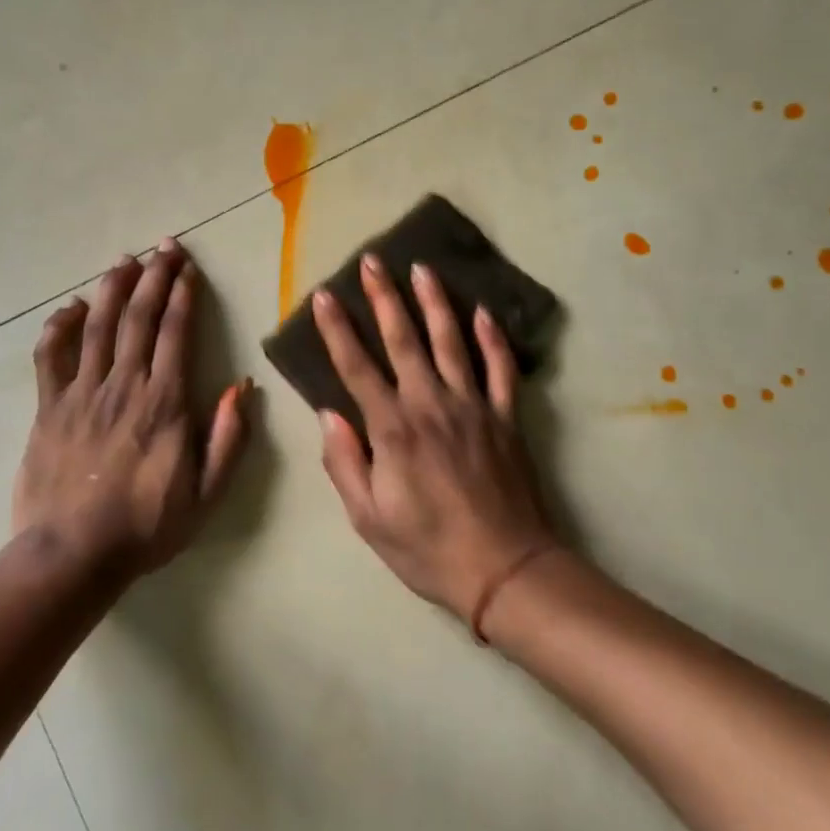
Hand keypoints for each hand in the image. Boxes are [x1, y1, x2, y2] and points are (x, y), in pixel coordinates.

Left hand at [11, 239, 250, 579]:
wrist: (72, 557)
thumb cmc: (145, 526)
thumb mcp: (206, 494)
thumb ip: (227, 438)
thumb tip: (241, 386)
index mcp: (164, 402)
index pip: (175, 333)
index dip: (183, 295)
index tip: (188, 268)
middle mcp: (123, 385)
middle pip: (138, 317)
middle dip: (153, 276)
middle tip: (164, 247)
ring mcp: (81, 392)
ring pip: (98, 325)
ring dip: (113, 287)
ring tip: (126, 260)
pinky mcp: (49, 406)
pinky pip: (51, 354)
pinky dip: (61, 325)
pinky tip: (72, 307)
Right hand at [310, 254, 555, 622]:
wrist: (506, 570)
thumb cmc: (428, 548)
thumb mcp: (369, 519)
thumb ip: (344, 463)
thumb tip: (328, 414)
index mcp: (393, 429)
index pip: (357, 367)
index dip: (336, 329)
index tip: (323, 295)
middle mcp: (431, 404)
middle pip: (403, 339)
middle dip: (384, 296)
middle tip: (373, 260)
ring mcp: (473, 406)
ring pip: (451, 341)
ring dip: (435, 302)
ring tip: (422, 268)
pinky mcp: (505, 417)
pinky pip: (500, 369)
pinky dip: (493, 338)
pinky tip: (483, 312)